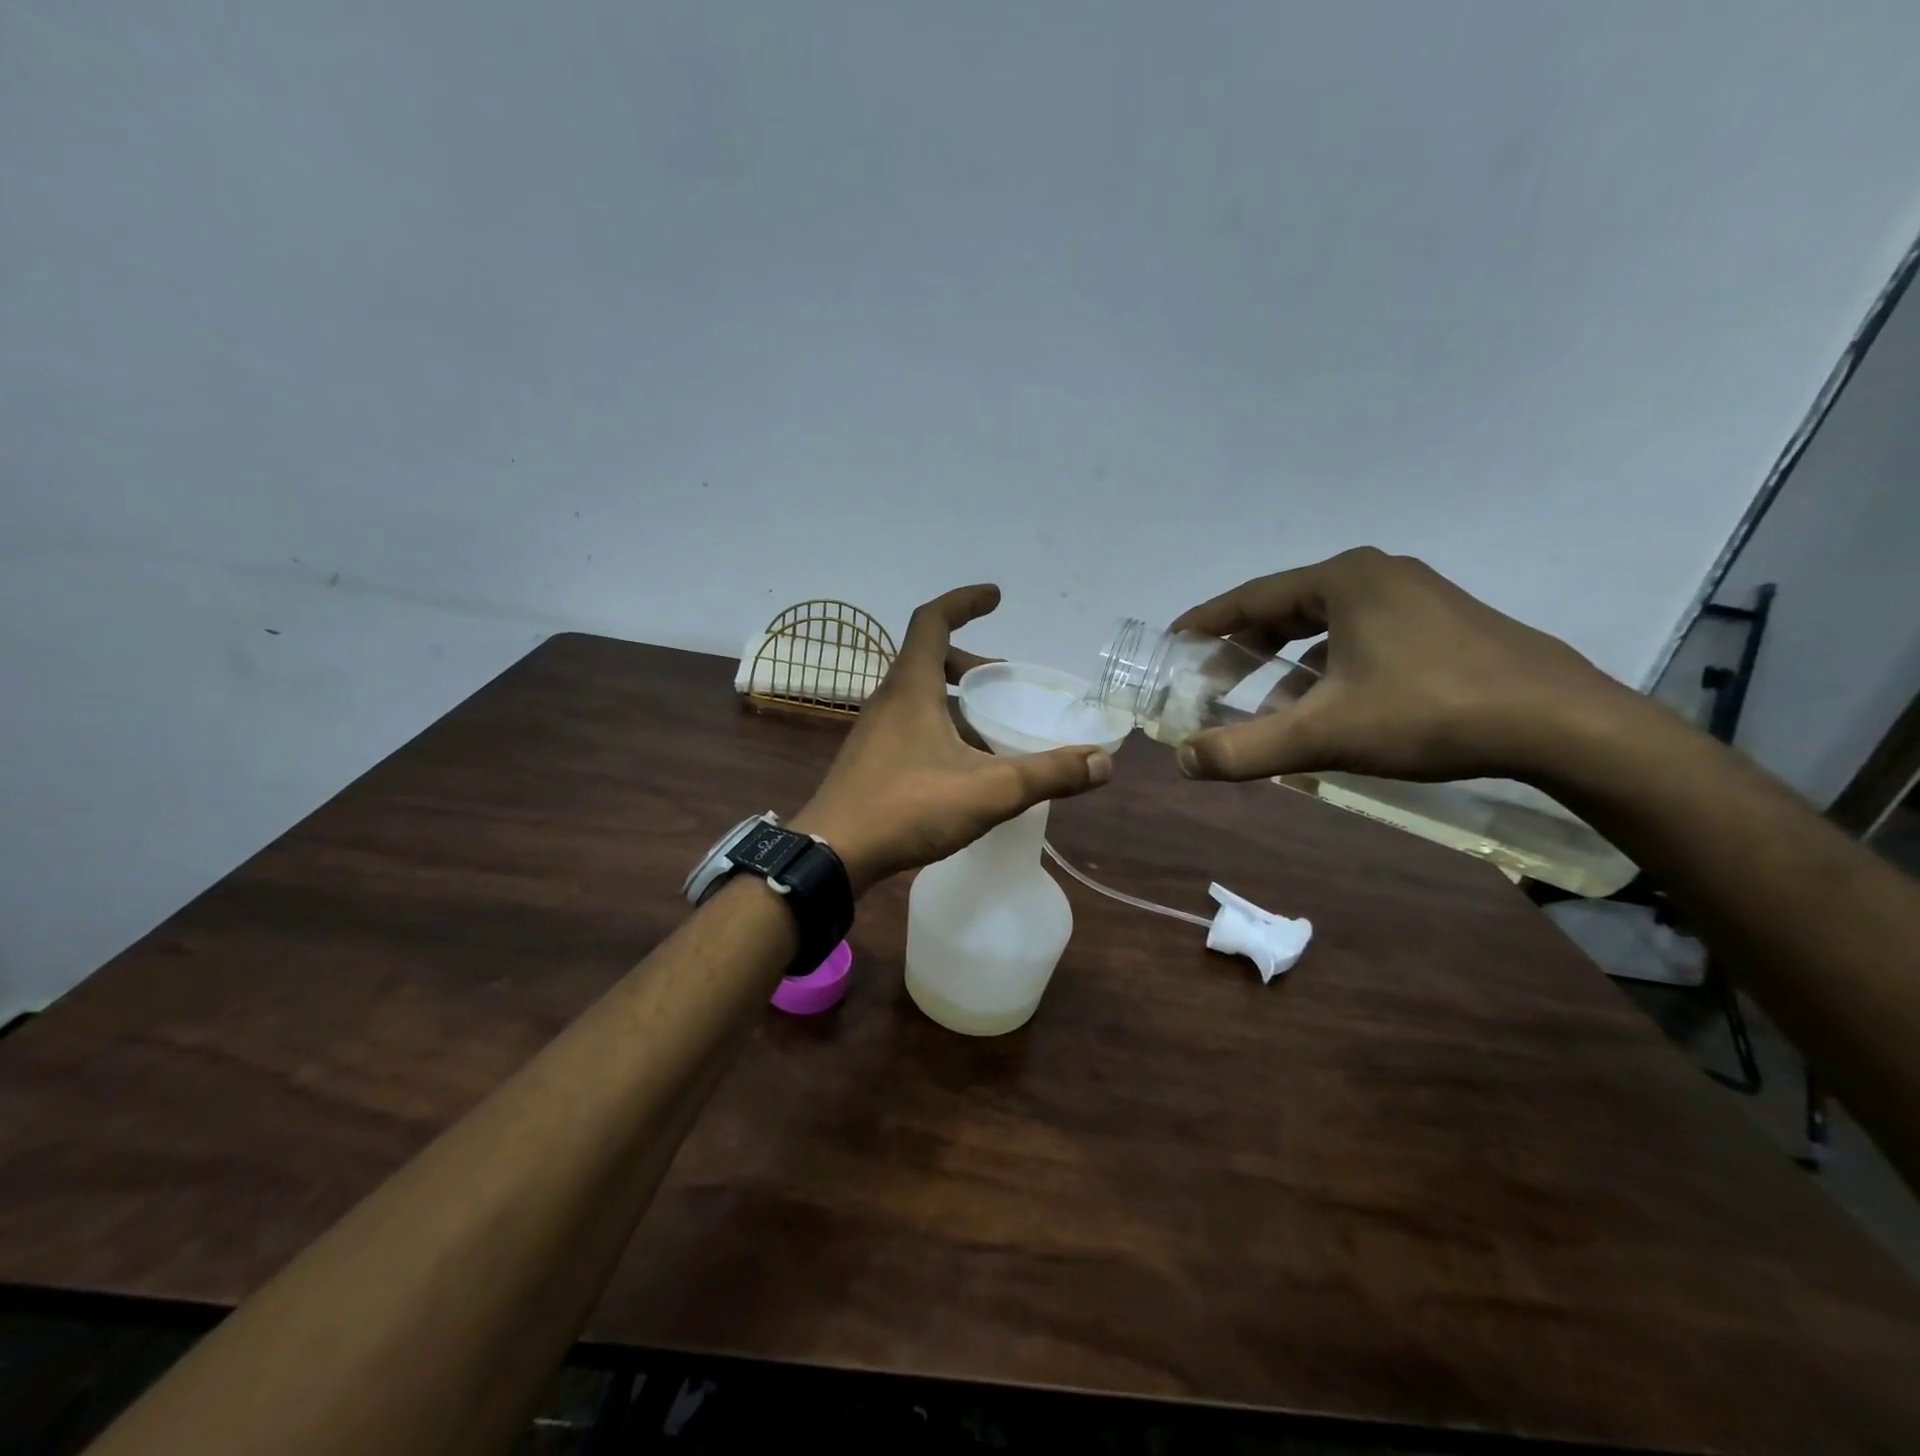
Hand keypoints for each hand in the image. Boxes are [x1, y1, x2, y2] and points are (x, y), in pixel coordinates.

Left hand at [792, 585, 1111, 891]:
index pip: (933, 620)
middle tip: (1004, 678)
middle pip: (928, 658)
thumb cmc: (908, 807)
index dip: (965, 601)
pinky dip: (941, 727)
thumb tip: (1104, 763)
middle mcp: (888, 699)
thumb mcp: (989, 790)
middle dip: (970, 661)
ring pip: (919, 696)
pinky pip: (911, 725)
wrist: (832, 855)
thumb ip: (1048, 775)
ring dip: (956, 699)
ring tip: (993, 727)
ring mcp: (874, 731)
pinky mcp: (870, 760)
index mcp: (911, 687)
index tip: (996, 596)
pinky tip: (964, 767)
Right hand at [1169, 547, 1638, 783]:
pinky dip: (1329, 669)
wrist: (1562, 724)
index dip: (1207, 622)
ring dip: (1287, 664)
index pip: (1252, 597)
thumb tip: (1184, 761)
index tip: (1174, 641)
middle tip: (1211, 678)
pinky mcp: (1444, 625)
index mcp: (1343, 580)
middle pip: (1287, 609)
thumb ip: (1245, 749)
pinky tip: (1326, 709)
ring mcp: (1417, 598)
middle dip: (1245, 647)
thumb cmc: (1429, 712)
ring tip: (1263, 705)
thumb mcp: (1324, 734)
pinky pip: (1362, 639)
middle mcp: (1377, 576)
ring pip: (1326, 627)